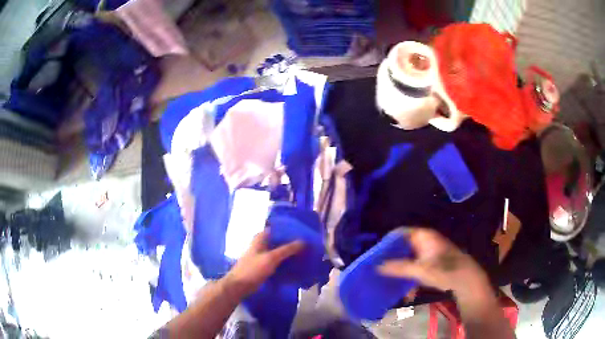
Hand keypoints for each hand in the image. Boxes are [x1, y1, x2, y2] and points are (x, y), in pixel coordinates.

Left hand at [225, 230, 303, 295]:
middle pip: (279, 241)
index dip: (290, 230)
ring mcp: (262, 255)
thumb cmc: (253, 269)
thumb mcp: (271, 258)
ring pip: (279, 251)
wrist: (239, 286)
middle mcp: (261, 244)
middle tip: (308, 244)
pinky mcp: (264, 265)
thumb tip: (303, 241)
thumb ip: (287, 249)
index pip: (278, 229)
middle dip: (292, 242)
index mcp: (260, 238)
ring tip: (305, 253)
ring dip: (289, 253)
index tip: (304, 232)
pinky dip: (285, 261)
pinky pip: (278, 261)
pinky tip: (296, 264)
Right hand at [378, 228, 489, 298]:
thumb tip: (377, 266)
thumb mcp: (420, 270)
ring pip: (410, 258)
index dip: (388, 241)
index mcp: (424, 236)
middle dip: (393, 258)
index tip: (376, 253)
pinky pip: (416, 267)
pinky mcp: (433, 263)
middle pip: (404, 246)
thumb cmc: (444, 270)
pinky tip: (407, 291)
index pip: (401, 232)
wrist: (466, 279)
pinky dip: (411, 276)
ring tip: (391, 282)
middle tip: (380, 268)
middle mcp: (426, 241)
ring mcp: (430, 252)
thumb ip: (399, 268)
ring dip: (401, 271)